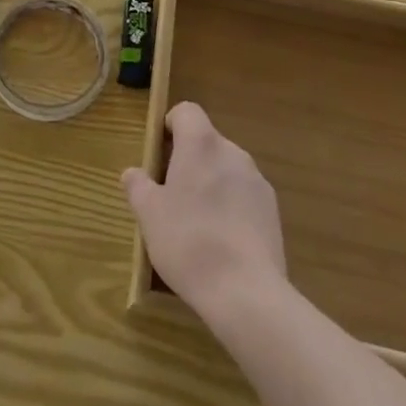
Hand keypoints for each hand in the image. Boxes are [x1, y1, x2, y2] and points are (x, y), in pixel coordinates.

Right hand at [122, 102, 286, 319]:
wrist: (247, 293)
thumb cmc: (189, 242)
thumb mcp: (149, 215)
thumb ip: (138, 186)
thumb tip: (132, 173)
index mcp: (201, 143)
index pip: (186, 112)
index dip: (171, 126)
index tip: (160, 156)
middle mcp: (232, 152)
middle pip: (206, 142)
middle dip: (188, 161)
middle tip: (171, 197)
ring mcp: (257, 181)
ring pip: (226, 169)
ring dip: (211, 184)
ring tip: (197, 225)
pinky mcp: (273, 211)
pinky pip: (244, 195)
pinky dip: (232, 207)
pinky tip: (223, 243)